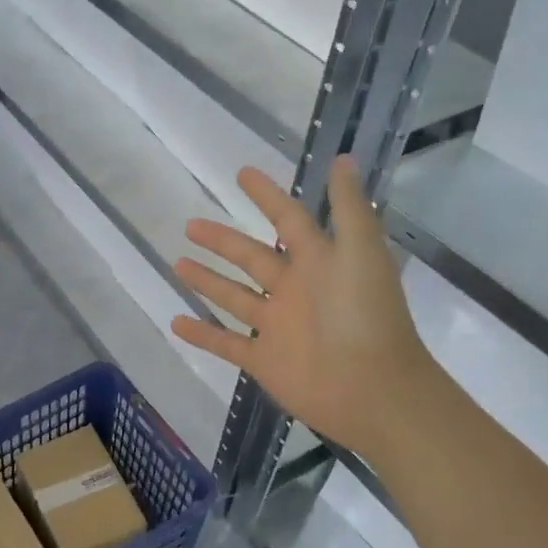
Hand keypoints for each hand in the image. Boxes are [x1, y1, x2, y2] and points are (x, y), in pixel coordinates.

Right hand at [172, 156, 429, 454]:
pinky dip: (201, 334)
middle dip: (222, 241)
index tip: (241, 174)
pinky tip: (175, 321)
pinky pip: (225, 343)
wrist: (371, 389)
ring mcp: (276, 326)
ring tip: (177, 263)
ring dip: (207, 280)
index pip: (287, 219)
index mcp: (318, 261)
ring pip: (233, 297)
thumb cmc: (366, 315)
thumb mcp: (361, 252)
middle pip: (250, 257)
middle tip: (191, 225)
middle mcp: (294, 289)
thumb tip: (342, 159)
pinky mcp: (263, 359)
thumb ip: (349, 207)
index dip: (267, 196)